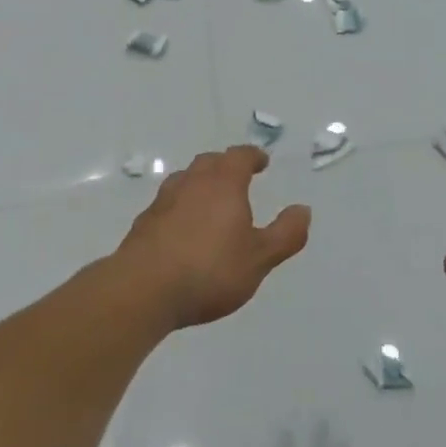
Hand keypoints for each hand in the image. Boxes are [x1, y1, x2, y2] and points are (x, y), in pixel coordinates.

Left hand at [115, 146, 311, 329]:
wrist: (142, 290)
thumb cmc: (209, 270)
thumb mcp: (259, 258)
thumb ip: (285, 234)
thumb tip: (303, 210)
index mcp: (223, 183)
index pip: (239, 156)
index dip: (252, 156)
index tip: (261, 161)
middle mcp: (192, 182)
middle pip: (210, 162)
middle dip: (225, 165)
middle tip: (237, 177)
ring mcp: (164, 201)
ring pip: (185, 180)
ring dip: (200, 183)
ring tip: (209, 201)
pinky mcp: (144, 223)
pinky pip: (168, 204)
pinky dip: (180, 207)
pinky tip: (182, 229)